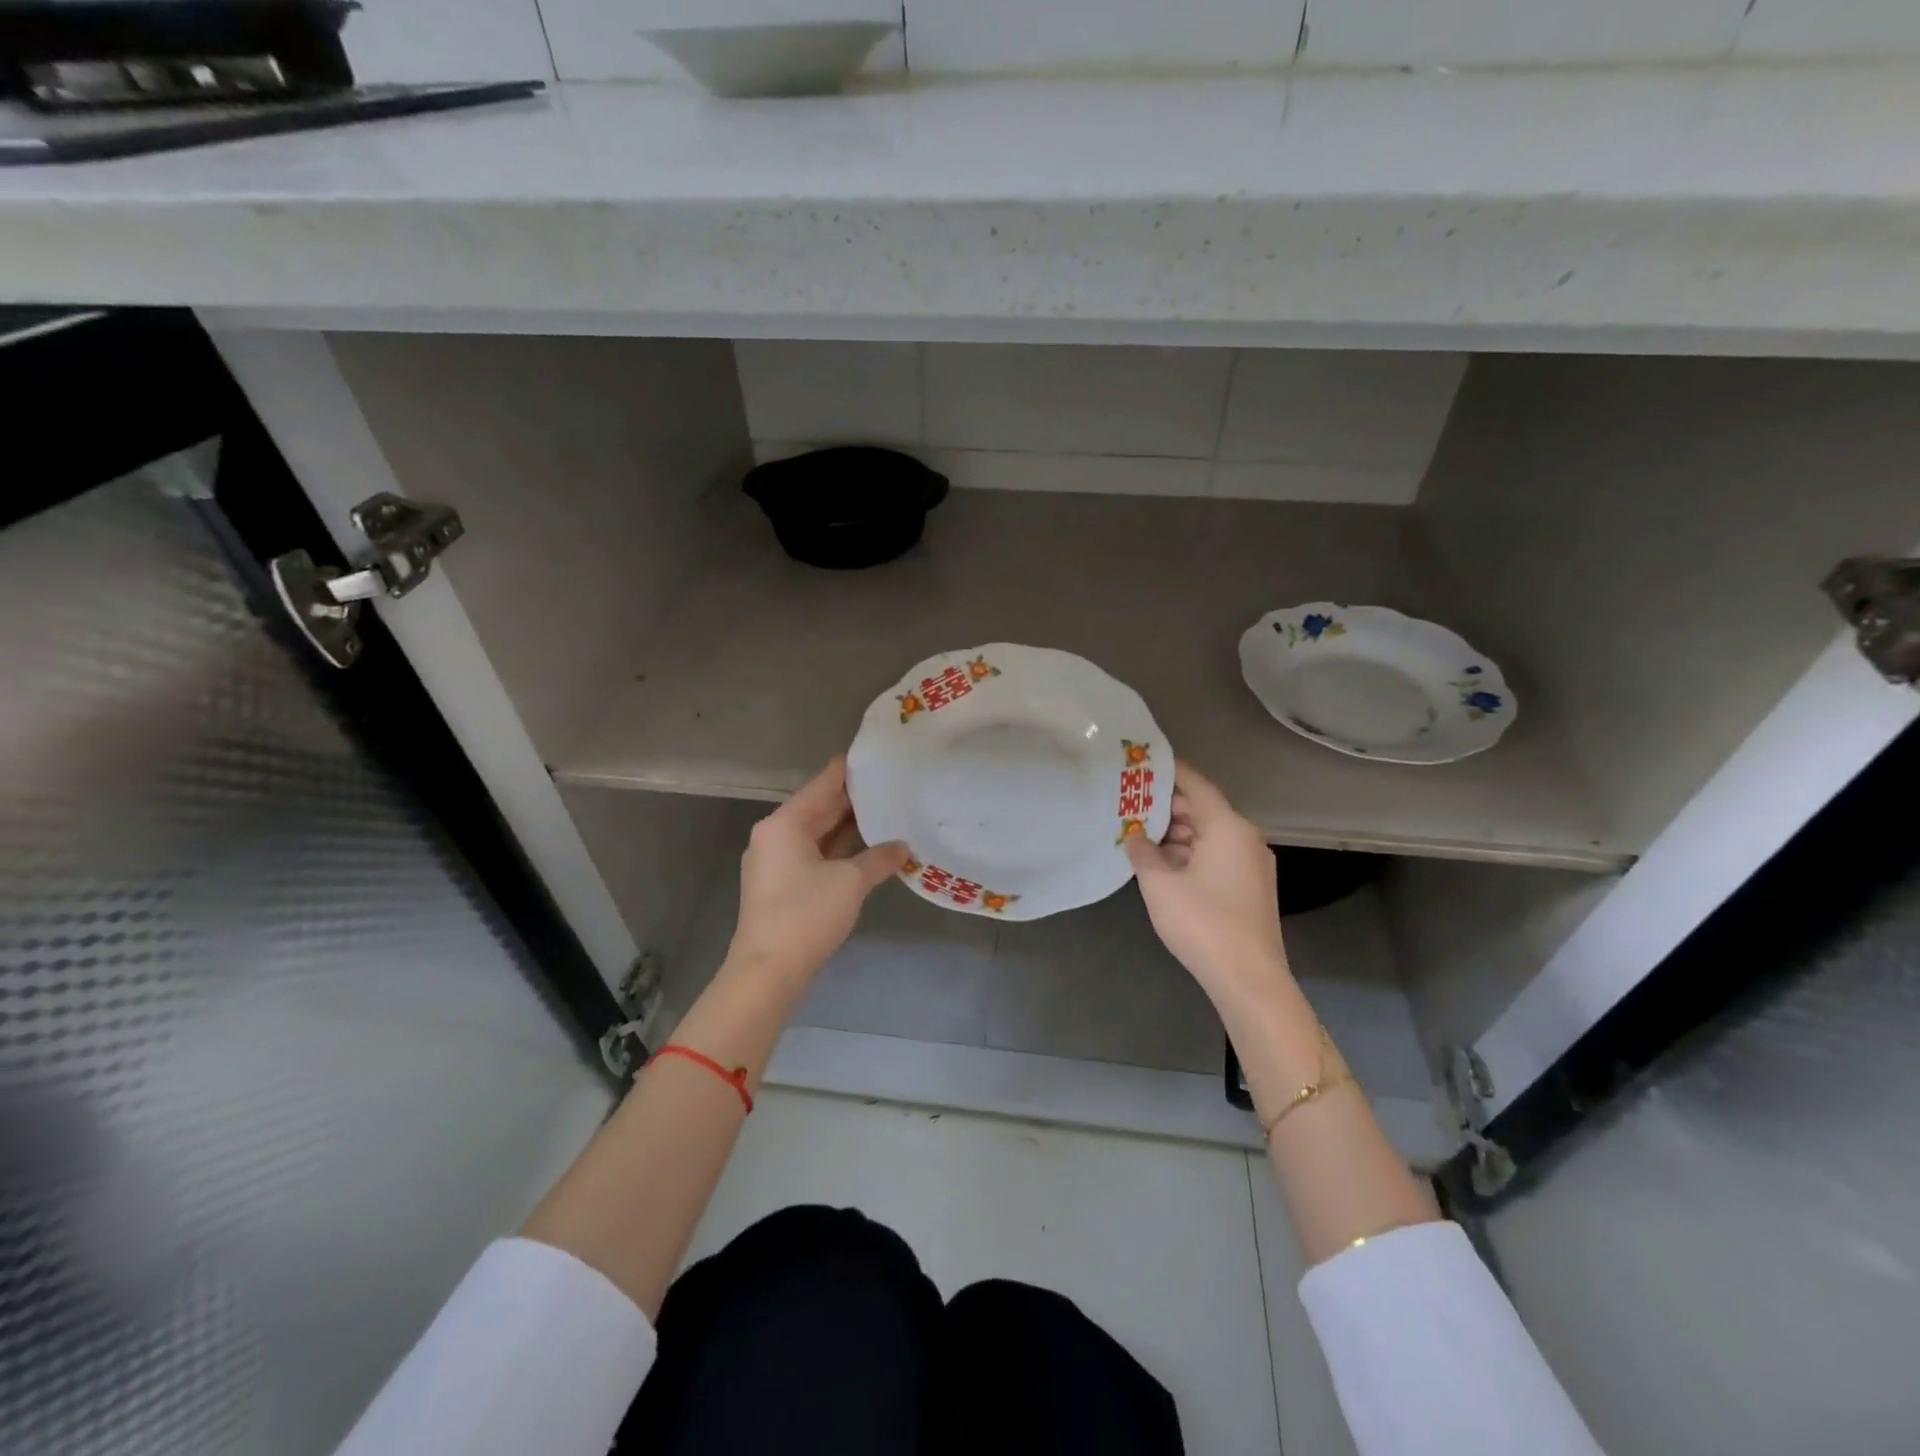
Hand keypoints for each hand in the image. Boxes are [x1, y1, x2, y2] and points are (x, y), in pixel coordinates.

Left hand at [726, 756, 908, 987]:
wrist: (768, 972)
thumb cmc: (806, 915)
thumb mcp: (851, 882)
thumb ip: (879, 858)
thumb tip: (904, 847)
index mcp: (785, 823)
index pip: (824, 783)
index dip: (852, 769)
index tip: (880, 757)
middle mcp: (775, 834)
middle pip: (819, 807)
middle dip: (855, 800)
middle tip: (894, 786)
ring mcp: (776, 860)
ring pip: (818, 833)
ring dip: (849, 827)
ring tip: (888, 813)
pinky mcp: (781, 884)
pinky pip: (814, 854)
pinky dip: (839, 850)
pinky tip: (869, 848)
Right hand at [1125, 761, 1289, 1004]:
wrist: (1248, 979)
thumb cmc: (1202, 923)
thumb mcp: (1160, 884)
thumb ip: (1142, 852)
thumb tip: (1134, 836)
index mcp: (1227, 827)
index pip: (1195, 785)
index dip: (1168, 771)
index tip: (1141, 763)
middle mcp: (1244, 838)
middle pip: (1202, 810)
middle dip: (1165, 807)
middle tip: (1128, 803)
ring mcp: (1250, 864)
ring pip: (1207, 835)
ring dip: (1175, 834)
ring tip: (1137, 834)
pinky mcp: (1249, 887)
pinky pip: (1214, 856)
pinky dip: (1188, 854)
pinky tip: (1160, 863)